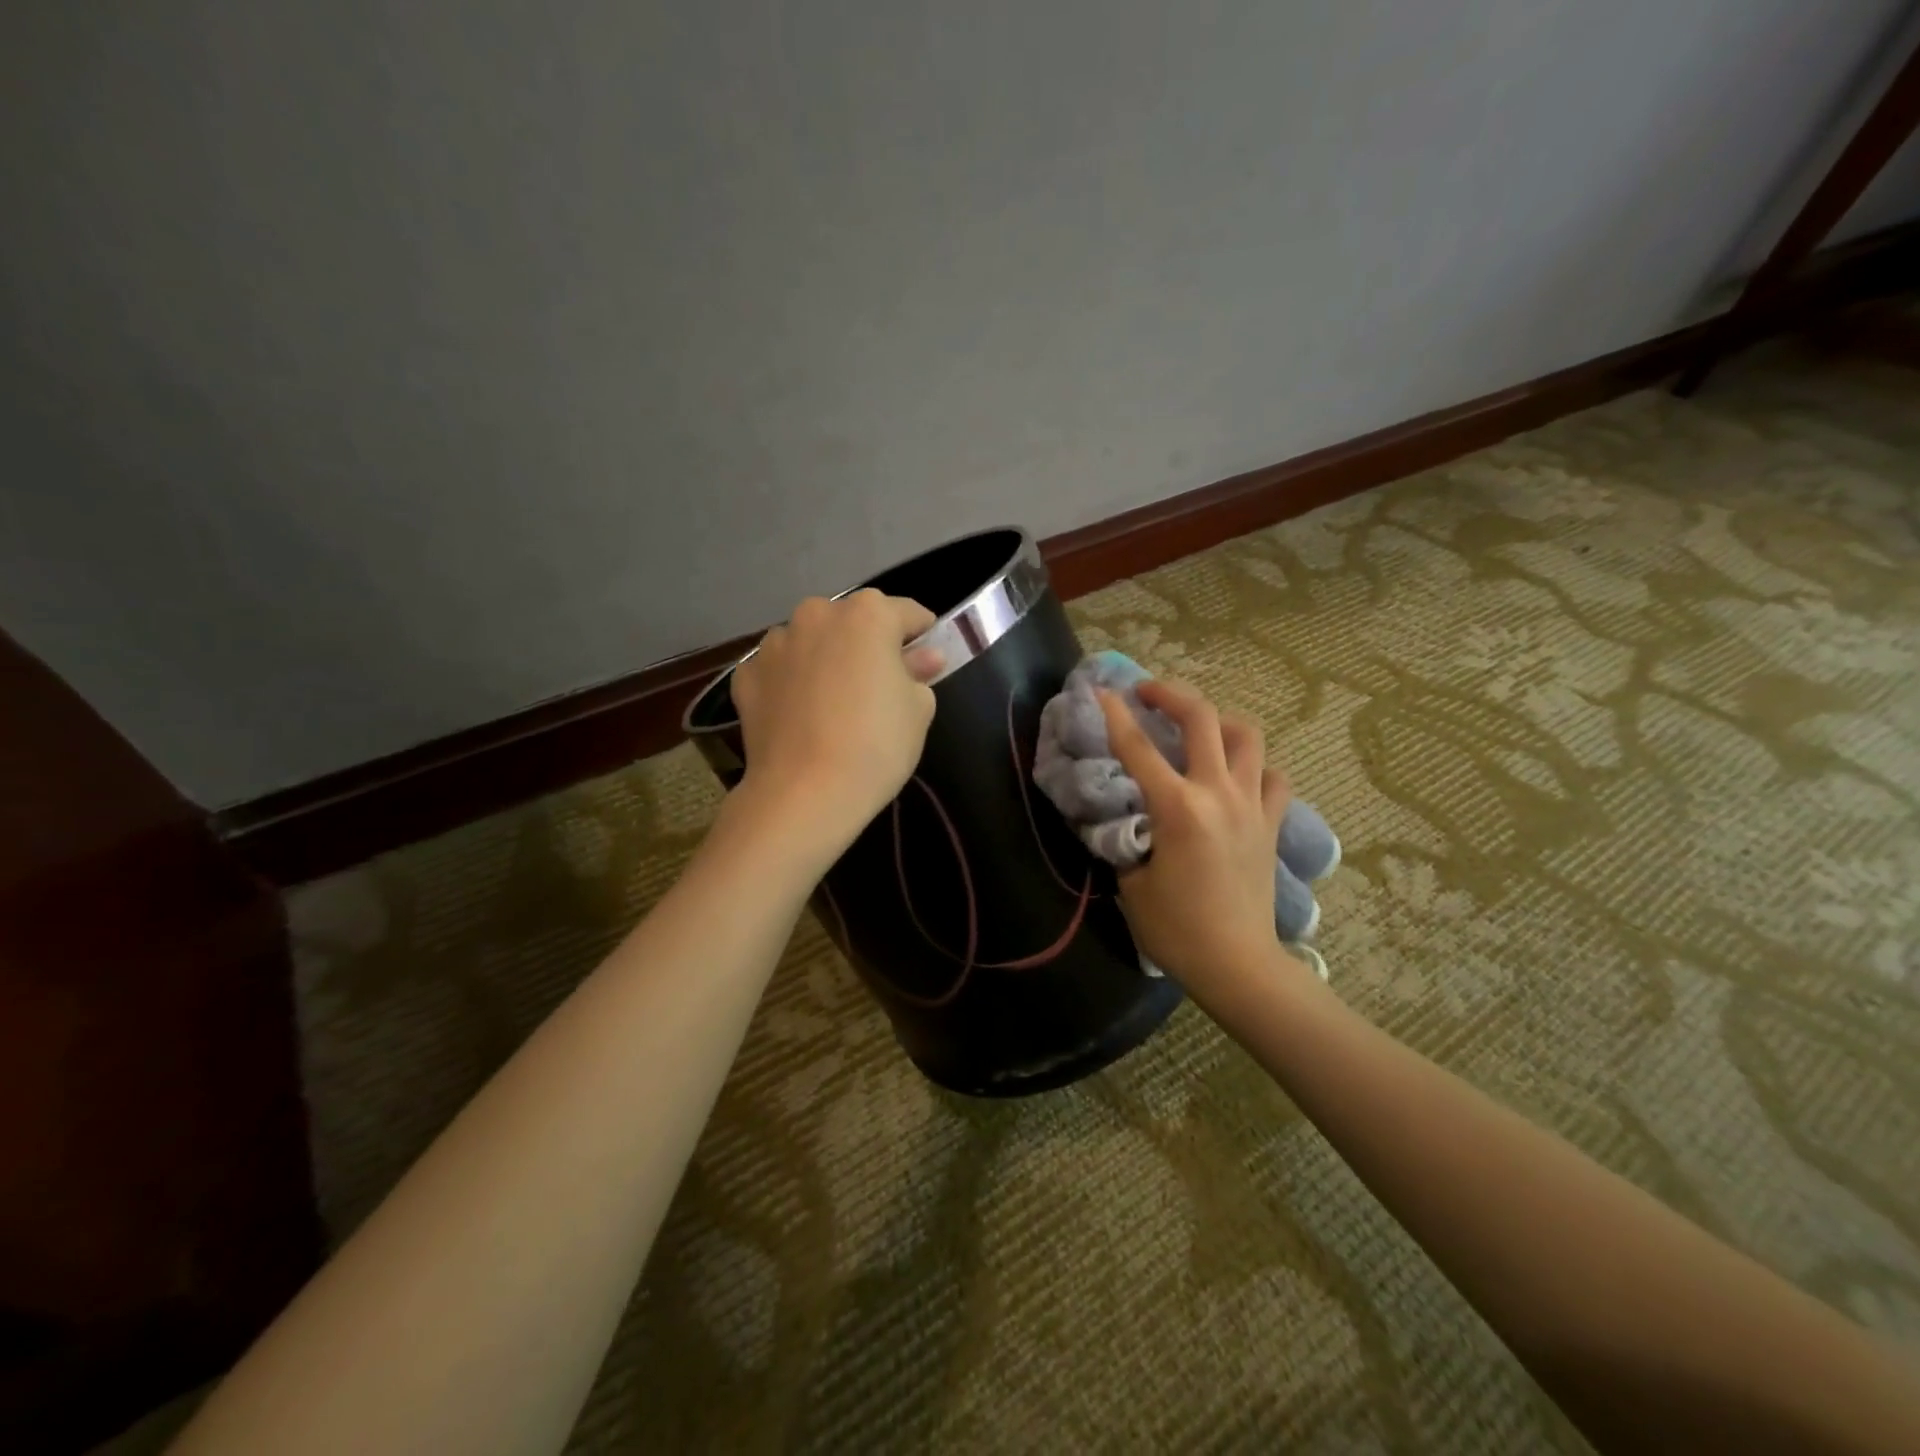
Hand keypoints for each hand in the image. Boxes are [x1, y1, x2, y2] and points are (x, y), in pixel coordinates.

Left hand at [730, 590, 943, 855]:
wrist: (804, 793)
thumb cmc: (876, 745)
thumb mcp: (918, 709)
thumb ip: (919, 672)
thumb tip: (923, 658)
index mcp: (867, 615)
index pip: (907, 614)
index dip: (922, 634)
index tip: (927, 656)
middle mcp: (817, 614)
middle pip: (853, 622)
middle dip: (867, 644)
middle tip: (878, 683)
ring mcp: (775, 643)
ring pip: (811, 642)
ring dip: (825, 659)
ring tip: (833, 701)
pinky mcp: (746, 675)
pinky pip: (779, 670)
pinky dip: (791, 683)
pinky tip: (800, 715)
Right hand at [1097, 681, 1304, 998]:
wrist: (1238, 965)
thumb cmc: (1176, 930)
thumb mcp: (1131, 882)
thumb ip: (1128, 839)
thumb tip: (1128, 819)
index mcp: (1178, 809)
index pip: (1138, 747)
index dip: (1114, 714)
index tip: (1099, 690)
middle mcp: (1219, 794)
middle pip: (1202, 718)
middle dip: (1171, 694)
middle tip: (1148, 693)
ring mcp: (1252, 805)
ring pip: (1247, 736)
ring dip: (1218, 720)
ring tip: (1197, 726)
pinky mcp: (1272, 823)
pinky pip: (1273, 776)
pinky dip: (1255, 765)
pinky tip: (1238, 773)